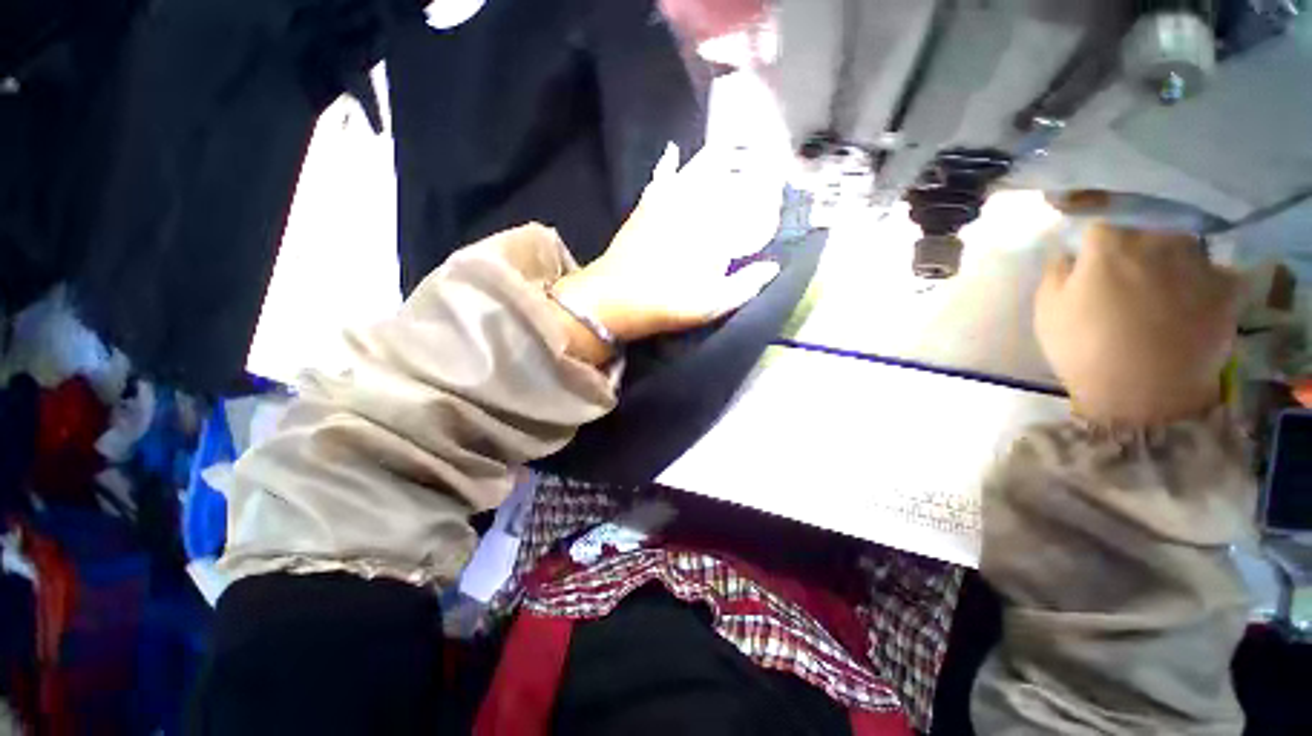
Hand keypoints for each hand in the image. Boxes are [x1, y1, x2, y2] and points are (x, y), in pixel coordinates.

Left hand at [553, 142, 786, 346]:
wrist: (616, 299)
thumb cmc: (669, 305)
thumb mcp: (712, 305)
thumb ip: (746, 286)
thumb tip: (773, 267)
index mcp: (716, 233)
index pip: (749, 206)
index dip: (767, 194)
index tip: (782, 185)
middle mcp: (696, 210)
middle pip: (725, 179)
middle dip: (745, 164)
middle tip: (762, 152)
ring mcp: (668, 204)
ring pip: (696, 171)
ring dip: (714, 156)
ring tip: (730, 142)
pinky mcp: (646, 207)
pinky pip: (660, 178)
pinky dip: (668, 163)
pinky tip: (672, 149)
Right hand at [1036, 224, 1239, 426]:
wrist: (1143, 394)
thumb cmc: (1083, 349)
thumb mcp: (1047, 311)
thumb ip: (1055, 272)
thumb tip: (1067, 253)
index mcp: (1109, 244)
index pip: (1100, 222)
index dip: (1093, 239)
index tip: (1088, 254)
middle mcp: (1158, 240)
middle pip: (1145, 229)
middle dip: (1134, 246)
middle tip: (1125, 274)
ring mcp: (1198, 261)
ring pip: (1183, 245)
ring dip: (1171, 259)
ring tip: (1162, 287)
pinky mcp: (1226, 288)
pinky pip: (1214, 272)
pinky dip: (1203, 282)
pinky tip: (1192, 302)